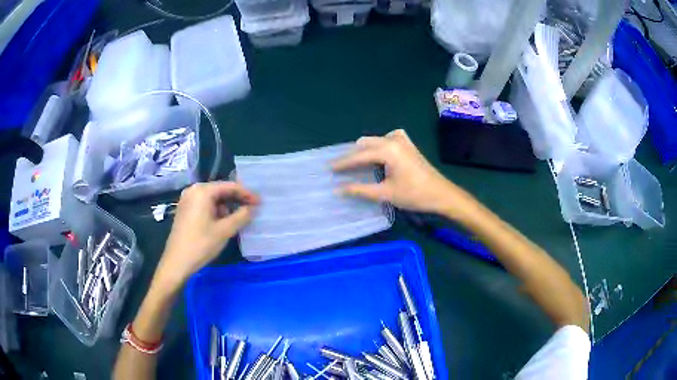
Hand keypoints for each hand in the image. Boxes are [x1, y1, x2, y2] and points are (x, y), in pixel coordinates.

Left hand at [155, 182, 258, 288]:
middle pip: (220, 190)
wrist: (177, 262)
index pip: (229, 186)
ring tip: (238, 217)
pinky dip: (215, 210)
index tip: (260, 202)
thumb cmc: (201, 244)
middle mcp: (193, 190)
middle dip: (236, 199)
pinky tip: (222, 221)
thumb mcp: (225, 231)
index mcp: (202, 191)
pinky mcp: (184, 210)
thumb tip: (253, 208)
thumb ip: (241, 216)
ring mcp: (187, 200)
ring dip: (226, 206)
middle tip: (252, 208)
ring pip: (212, 198)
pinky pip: (204, 204)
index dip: (246, 194)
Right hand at [333, 129, 474, 217]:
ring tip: (356, 164)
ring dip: (365, 150)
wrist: (441, 194)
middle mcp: (393, 140)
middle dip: (353, 155)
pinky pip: (388, 139)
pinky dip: (379, 146)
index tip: (329, 168)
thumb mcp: (385, 193)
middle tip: (341, 168)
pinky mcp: (408, 144)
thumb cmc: (414, 195)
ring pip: (376, 140)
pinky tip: (379, 155)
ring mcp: (403, 140)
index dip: (343, 163)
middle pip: (365, 144)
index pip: (359, 155)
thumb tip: (338, 190)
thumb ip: (360, 189)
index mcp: (387, 150)